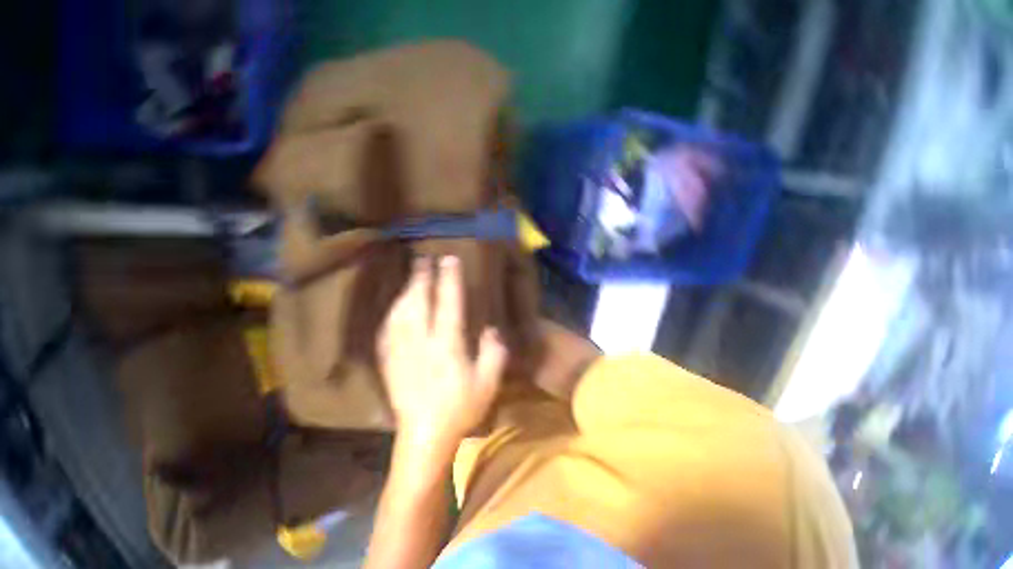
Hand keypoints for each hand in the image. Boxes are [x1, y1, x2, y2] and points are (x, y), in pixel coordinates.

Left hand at [378, 256, 506, 447]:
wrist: (424, 437)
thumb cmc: (460, 409)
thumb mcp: (488, 382)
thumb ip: (493, 352)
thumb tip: (490, 330)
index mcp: (447, 345)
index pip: (448, 303)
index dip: (449, 279)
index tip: (449, 260)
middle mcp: (421, 342)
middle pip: (418, 302)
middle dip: (421, 277)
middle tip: (422, 259)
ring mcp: (401, 351)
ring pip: (400, 312)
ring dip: (406, 291)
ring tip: (411, 277)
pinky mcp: (389, 361)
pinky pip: (388, 329)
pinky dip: (393, 312)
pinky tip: (396, 307)